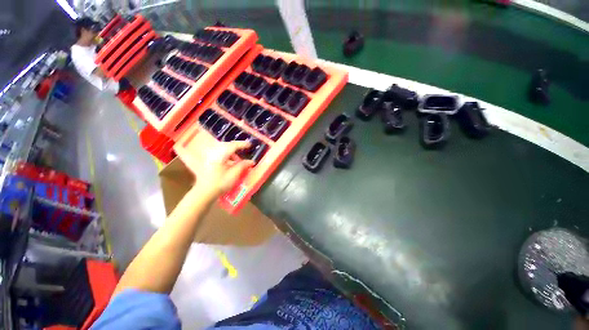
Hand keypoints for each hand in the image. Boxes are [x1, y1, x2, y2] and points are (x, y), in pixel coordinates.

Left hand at [179, 140, 254, 197]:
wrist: (204, 192)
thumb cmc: (220, 184)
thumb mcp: (234, 175)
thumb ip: (242, 166)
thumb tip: (251, 161)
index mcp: (219, 156)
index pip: (232, 146)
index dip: (242, 144)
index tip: (250, 145)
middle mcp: (214, 154)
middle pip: (227, 146)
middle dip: (237, 147)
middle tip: (245, 149)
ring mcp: (210, 157)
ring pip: (223, 149)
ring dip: (232, 152)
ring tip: (239, 159)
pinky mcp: (209, 161)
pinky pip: (220, 154)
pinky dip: (227, 156)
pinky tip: (231, 162)